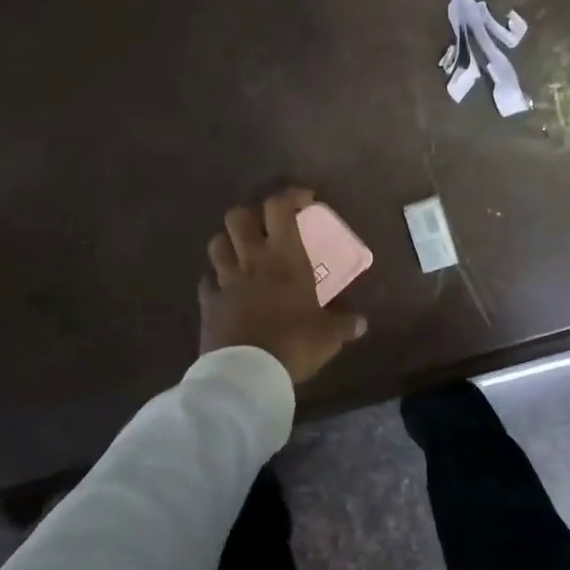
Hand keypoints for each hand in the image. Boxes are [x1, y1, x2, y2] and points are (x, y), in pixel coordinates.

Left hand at [199, 188, 366, 382]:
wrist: (246, 374)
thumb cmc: (293, 344)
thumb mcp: (328, 336)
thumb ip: (344, 324)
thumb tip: (361, 323)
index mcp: (284, 258)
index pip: (280, 208)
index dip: (290, 195)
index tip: (305, 200)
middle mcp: (251, 260)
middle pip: (237, 216)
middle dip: (251, 215)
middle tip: (267, 228)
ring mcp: (225, 280)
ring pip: (217, 243)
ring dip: (229, 242)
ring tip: (243, 254)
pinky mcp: (208, 303)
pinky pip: (208, 280)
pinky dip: (216, 279)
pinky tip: (227, 288)